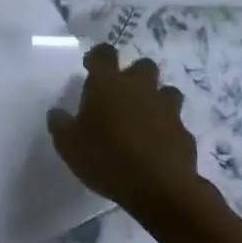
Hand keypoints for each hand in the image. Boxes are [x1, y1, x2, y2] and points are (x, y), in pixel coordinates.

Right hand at [48, 44, 201, 218]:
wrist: (159, 189)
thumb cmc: (106, 158)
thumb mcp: (68, 145)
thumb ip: (60, 124)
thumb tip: (57, 113)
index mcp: (108, 84)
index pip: (104, 53)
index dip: (97, 57)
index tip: (91, 68)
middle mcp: (140, 88)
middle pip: (143, 66)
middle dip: (134, 75)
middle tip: (121, 95)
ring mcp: (167, 110)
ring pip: (167, 92)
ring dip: (156, 100)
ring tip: (143, 120)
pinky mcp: (184, 134)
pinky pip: (176, 125)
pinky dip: (167, 131)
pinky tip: (157, 148)